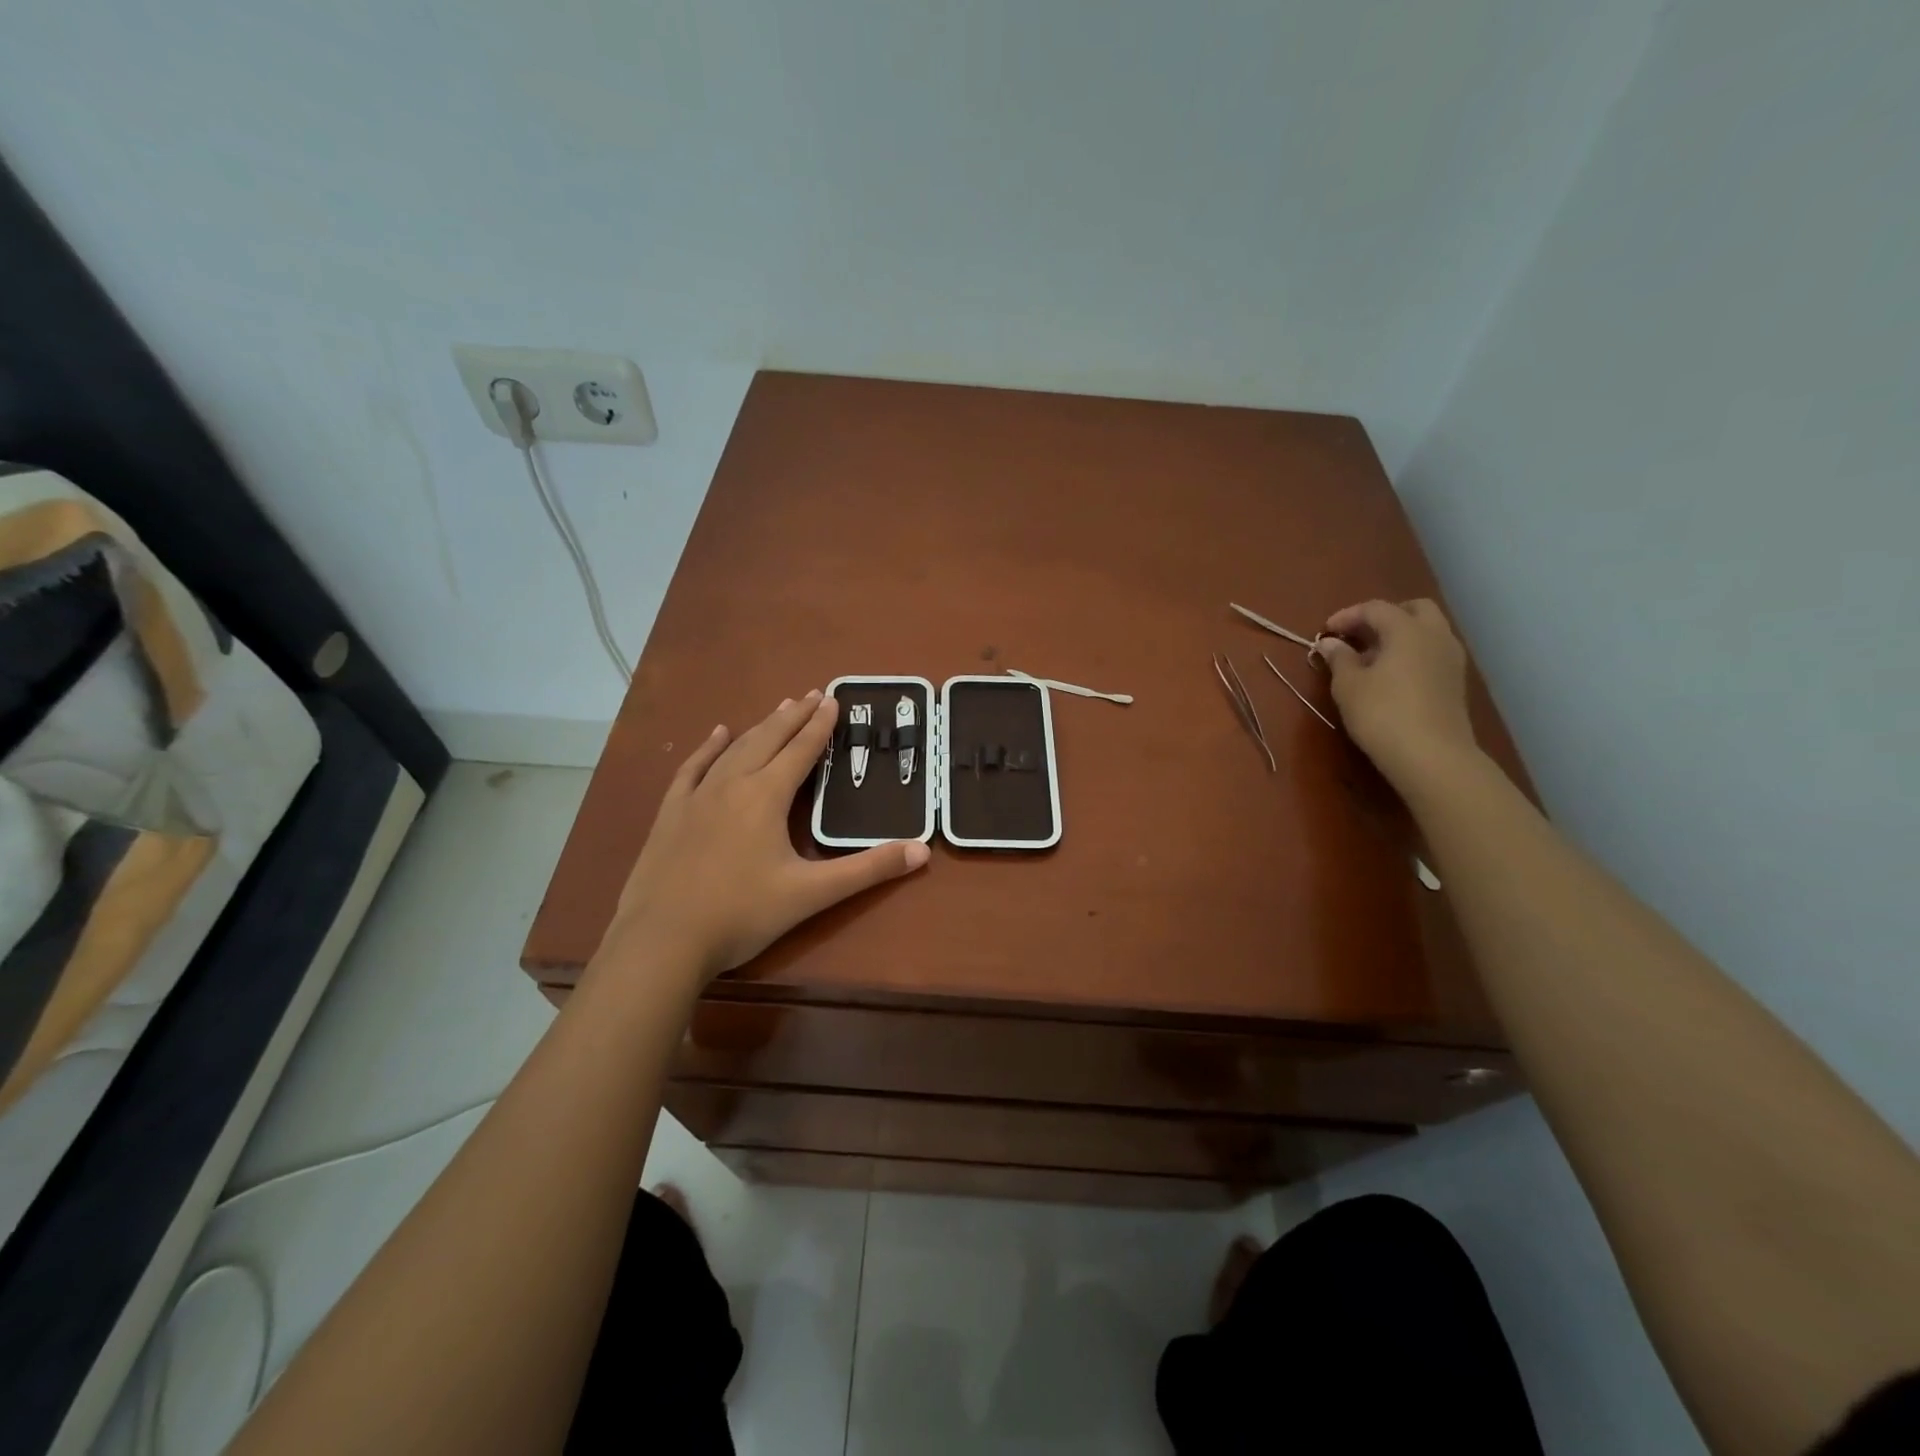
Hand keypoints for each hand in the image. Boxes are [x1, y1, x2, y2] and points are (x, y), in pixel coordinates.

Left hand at [600, 691, 929, 986]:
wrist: (662, 940)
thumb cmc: (742, 915)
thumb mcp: (812, 894)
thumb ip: (868, 870)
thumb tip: (922, 852)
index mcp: (766, 797)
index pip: (801, 750)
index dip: (820, 725)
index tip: (833, 699)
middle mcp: (732, 784)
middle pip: (768, 739)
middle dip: (794, 716)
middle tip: (812, 694)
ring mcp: (697, 797)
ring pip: (734, 749)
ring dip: (760, 726)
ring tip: (779, 708)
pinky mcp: (671, 814)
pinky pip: (693, 769)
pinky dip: (709, 748)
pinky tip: (718, 734)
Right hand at [1315, 599, 1478, 791]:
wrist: (1432, 757)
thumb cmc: (1382, 714)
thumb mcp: (1348, 686)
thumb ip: (1339, 658)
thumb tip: (1330, 643)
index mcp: (1407, 630)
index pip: (1376, 608)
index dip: (1347, 615)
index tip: (1325, 633)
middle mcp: (1435, 636)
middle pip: (1413, 609)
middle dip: (1384, 616)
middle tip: (1357, 635)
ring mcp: (1451, 659)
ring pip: (1427, 631)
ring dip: (1400, 635)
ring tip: (1371, 658)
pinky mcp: (1455, 682)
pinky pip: (1432, 652)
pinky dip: (1412, 653)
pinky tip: (1391, 676)